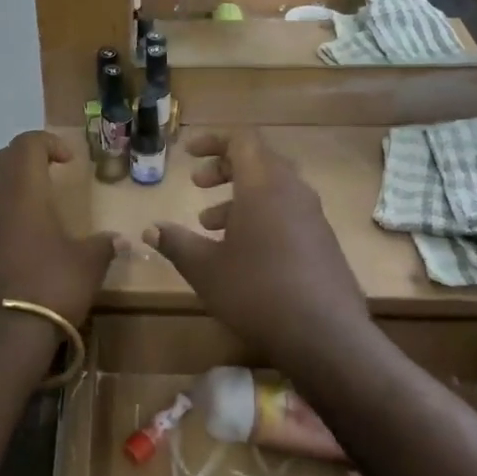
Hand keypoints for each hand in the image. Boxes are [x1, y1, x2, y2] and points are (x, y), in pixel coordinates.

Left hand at [0, 131, 116, 336]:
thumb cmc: (49, 287)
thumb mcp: (87, 265)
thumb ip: (103, 246)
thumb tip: (120, 240)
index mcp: (19, 188)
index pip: (27, 144)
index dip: (48, 143)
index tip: (67, 160)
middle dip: (23, 161)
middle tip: (45, 174)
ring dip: (1, 186)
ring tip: (22, 202)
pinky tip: (3, 237)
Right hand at [142, 131, 369, 370]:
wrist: (325, 336)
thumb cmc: (256, 291)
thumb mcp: (204, 268)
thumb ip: (176, 243)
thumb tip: (151, 230)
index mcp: (264, 185)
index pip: (242, 139)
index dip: (213, 140)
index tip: (188, 153)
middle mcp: (293, 192)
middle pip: (259, 161)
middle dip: (224, 169)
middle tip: (197, 185)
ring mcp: (313, 217)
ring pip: (273, 189)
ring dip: (240, 198)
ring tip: (210, 225)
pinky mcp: (323, 242)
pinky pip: (287, 212)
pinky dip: (260, 217)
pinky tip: (242, 253)